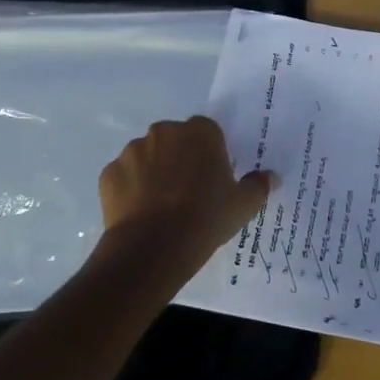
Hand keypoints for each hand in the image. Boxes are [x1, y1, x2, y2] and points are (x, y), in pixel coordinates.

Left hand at [97, 117, 271, 270]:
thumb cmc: (205, 218)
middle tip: (187, 192)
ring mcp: (132, 150)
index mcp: (200, 132)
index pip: (207, 132)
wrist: (152, 247)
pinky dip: (130, 190)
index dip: (210, 154)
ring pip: (147, 156)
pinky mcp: (109, 173)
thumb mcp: (242, 206)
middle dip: (179, 158)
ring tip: (160, 207)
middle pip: (174, 140)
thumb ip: (258, 186)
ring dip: (153, 172)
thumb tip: (270, 176)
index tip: (212, 178)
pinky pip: (124, 177)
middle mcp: (164, 132)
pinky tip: (140, 214)